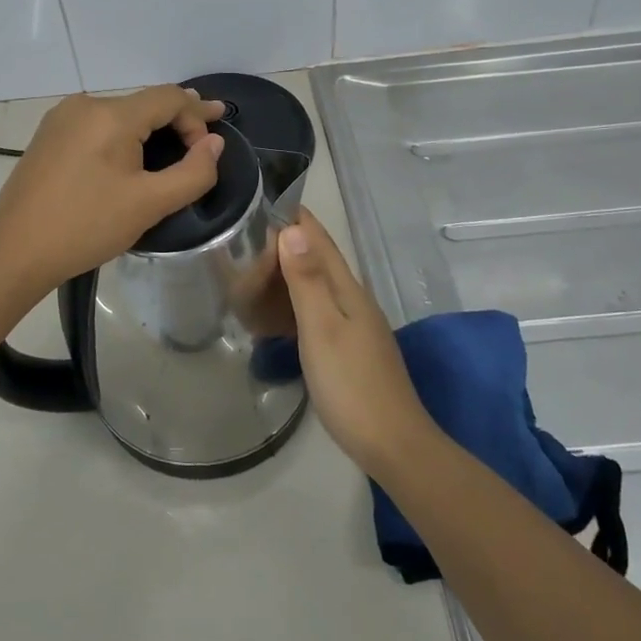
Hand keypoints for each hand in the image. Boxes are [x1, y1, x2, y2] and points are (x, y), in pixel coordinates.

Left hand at [0, 86, 225, 298]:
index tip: (214, 143)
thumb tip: (214, 144)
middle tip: (204, 138)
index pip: (169, 97)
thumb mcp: (150, 204)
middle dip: (177, 120)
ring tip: (173, 147)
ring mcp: (61, 118)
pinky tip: (130, 156)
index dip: (198, 115)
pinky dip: (122, 135)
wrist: (14, 251)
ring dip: (149, 129)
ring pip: (120, 114)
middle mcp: (85, 104)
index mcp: (111, 114)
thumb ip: (193, 172)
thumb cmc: (86, 226)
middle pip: (144, 103)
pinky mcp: (48, 136)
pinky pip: (97, 126)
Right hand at [278, 210, 436, 475]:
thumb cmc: (352, 384)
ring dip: (291, 271)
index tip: (268, 197)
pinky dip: (295, 302)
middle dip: (289, 241)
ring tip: (256, 267)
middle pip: (319, 260)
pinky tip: (280, 313)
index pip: (320, 241)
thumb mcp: (322, 329)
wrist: (393, 444)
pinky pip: (318, 311)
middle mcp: (354, 301)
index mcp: (348, 290)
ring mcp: (355, 327)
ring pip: (318, 286)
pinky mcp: (351, 349)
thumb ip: (307, 280)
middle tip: (248, 233)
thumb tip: (292, 229)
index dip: (297, 218)